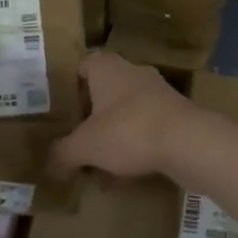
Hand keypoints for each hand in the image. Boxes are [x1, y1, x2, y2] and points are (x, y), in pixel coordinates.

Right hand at [48, 51, 202, 177]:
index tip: (62, 109)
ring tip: (99, 163)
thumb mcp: (85, 146)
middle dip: (91, 115)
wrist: (189, 142)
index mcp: (108, 68)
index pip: (83, 64)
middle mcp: (133, 72)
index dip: (70, 85)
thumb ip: (62, 153)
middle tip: (77, 138)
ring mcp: (158, 92)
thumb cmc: (129, 132)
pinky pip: (146, 126)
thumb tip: (48, 163)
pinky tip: (125, 172)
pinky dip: (134, 144)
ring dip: (112, 133)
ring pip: (125, 110)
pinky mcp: (176, 113)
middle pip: (105, 89)